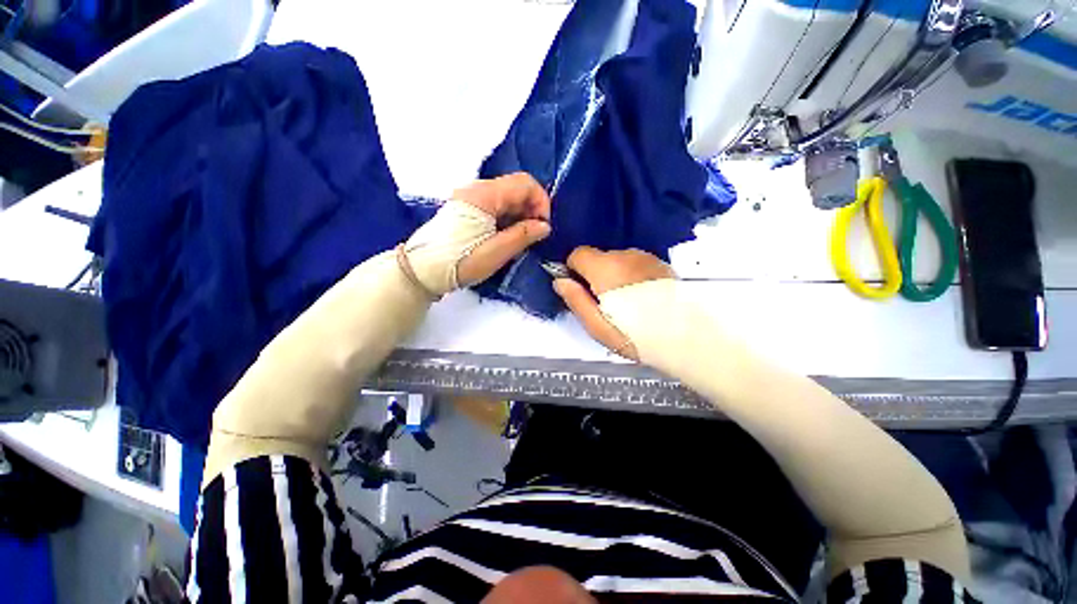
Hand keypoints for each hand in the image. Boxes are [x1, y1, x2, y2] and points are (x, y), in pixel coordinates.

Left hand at [401, 173, 551, 295]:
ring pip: (506, 197)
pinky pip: (495, 206)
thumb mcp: (497, 252)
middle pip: (515, 188)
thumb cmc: (461, 262)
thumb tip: (544, 226)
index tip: (543, 226)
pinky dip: (507, 218)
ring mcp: (470, 198)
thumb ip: (523, 235)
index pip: (524, 183)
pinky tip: (507, 236)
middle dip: (531, 209)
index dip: (541, 201)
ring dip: (520, 215)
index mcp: (484, 195)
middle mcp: (477, 189)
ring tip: (522, 239)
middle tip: (534, 235)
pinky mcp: (467, 209)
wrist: (423, 271)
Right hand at [552, 246, 674, 359]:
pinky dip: (632, 275)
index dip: (574, 270)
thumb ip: (575, 299)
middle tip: (605, 302)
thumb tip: (559, 281)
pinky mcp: (660, 263)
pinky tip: (643, 297)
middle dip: (595, 275)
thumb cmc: (634, 334)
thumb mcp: (596, 326)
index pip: (578, 254)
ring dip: (614, 275)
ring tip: (627, 302)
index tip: (581, 290)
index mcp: (605, 268)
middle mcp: (625, 255)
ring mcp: (645, 257)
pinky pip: (635, 264)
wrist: (685, 337)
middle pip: (598, 257)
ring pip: (617, 260)